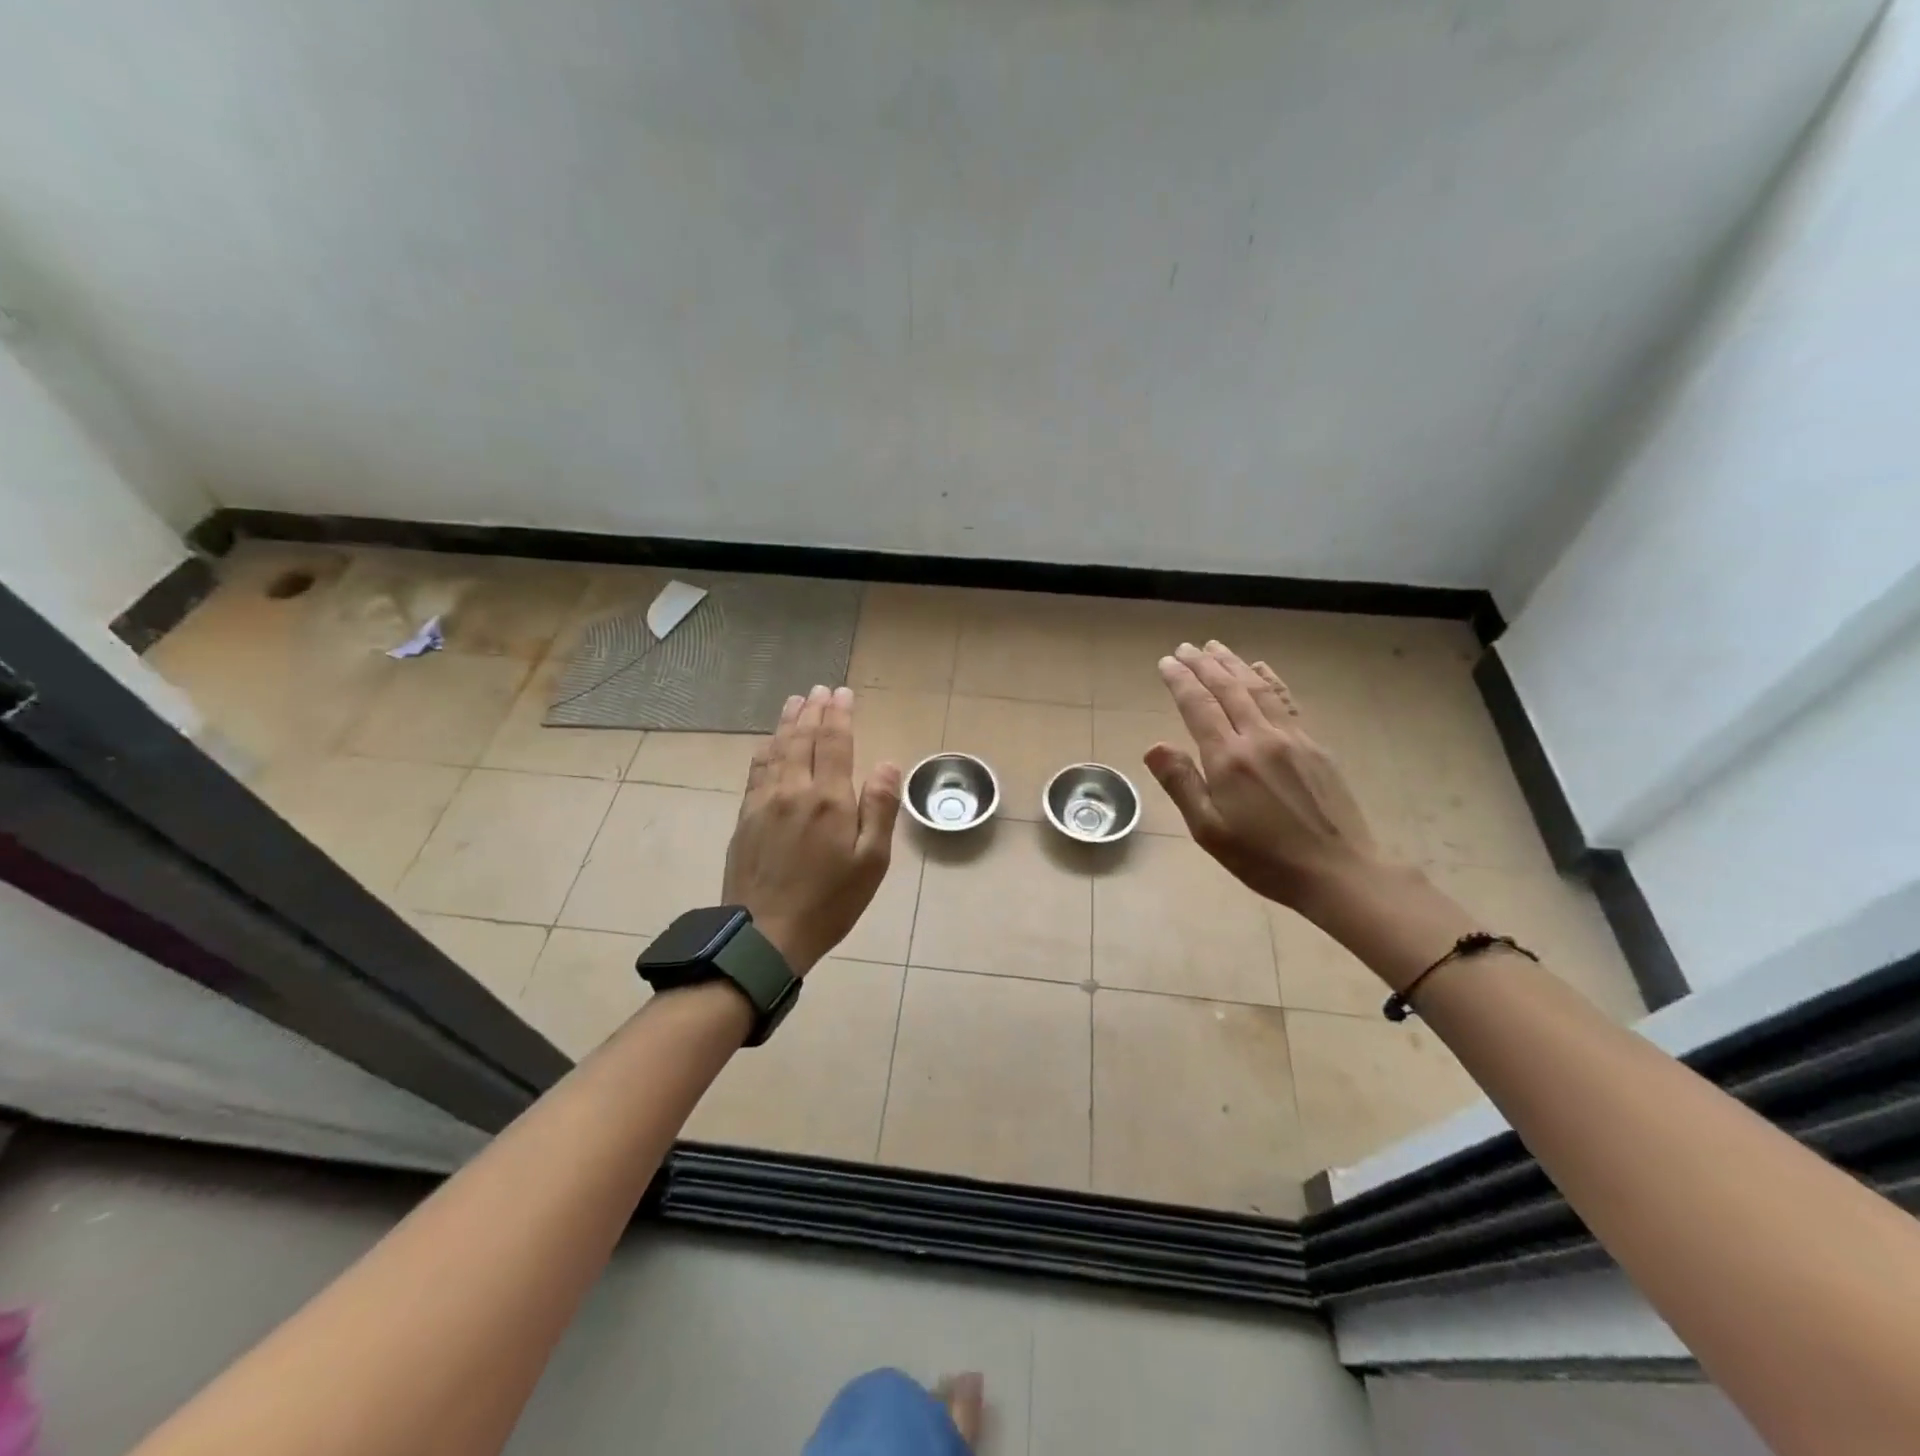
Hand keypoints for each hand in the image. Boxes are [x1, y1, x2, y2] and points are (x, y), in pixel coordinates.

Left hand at [722, 684, 902, 974]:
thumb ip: (879, 809)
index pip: (834, 742)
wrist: (765, 935)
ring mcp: (764, 802)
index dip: (839, 714)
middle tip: (820, 689)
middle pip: (802, 738)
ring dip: (788, 722)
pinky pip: (756, 770)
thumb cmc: (829, 902)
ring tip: (796, 701)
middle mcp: (794, 790)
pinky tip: (769, 742)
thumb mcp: (871, 862)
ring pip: (776, 749)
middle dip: (814, 710)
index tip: (843, 693)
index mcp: (829, 799)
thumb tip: (886, 763)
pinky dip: (766, 748)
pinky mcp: (745, 817)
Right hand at [1144, 640, 1385, 912]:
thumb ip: (1182, 784)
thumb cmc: (1264, 858)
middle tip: (1185, 648)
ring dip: (1234, 664)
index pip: (1199, 707)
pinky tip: (1261, 669)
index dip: (1181, 681)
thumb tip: (1154, 746)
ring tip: (1215, 647)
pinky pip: (1285, 701)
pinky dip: (1269, 679)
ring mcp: (1292, 738)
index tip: (1166, 662)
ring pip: (1257, 688)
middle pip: (1228, 689)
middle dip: (1204, 665)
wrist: (1338, 871)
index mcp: (1229, 760)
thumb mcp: (1210, 830)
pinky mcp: (1314, 746)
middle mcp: (1259, 738)